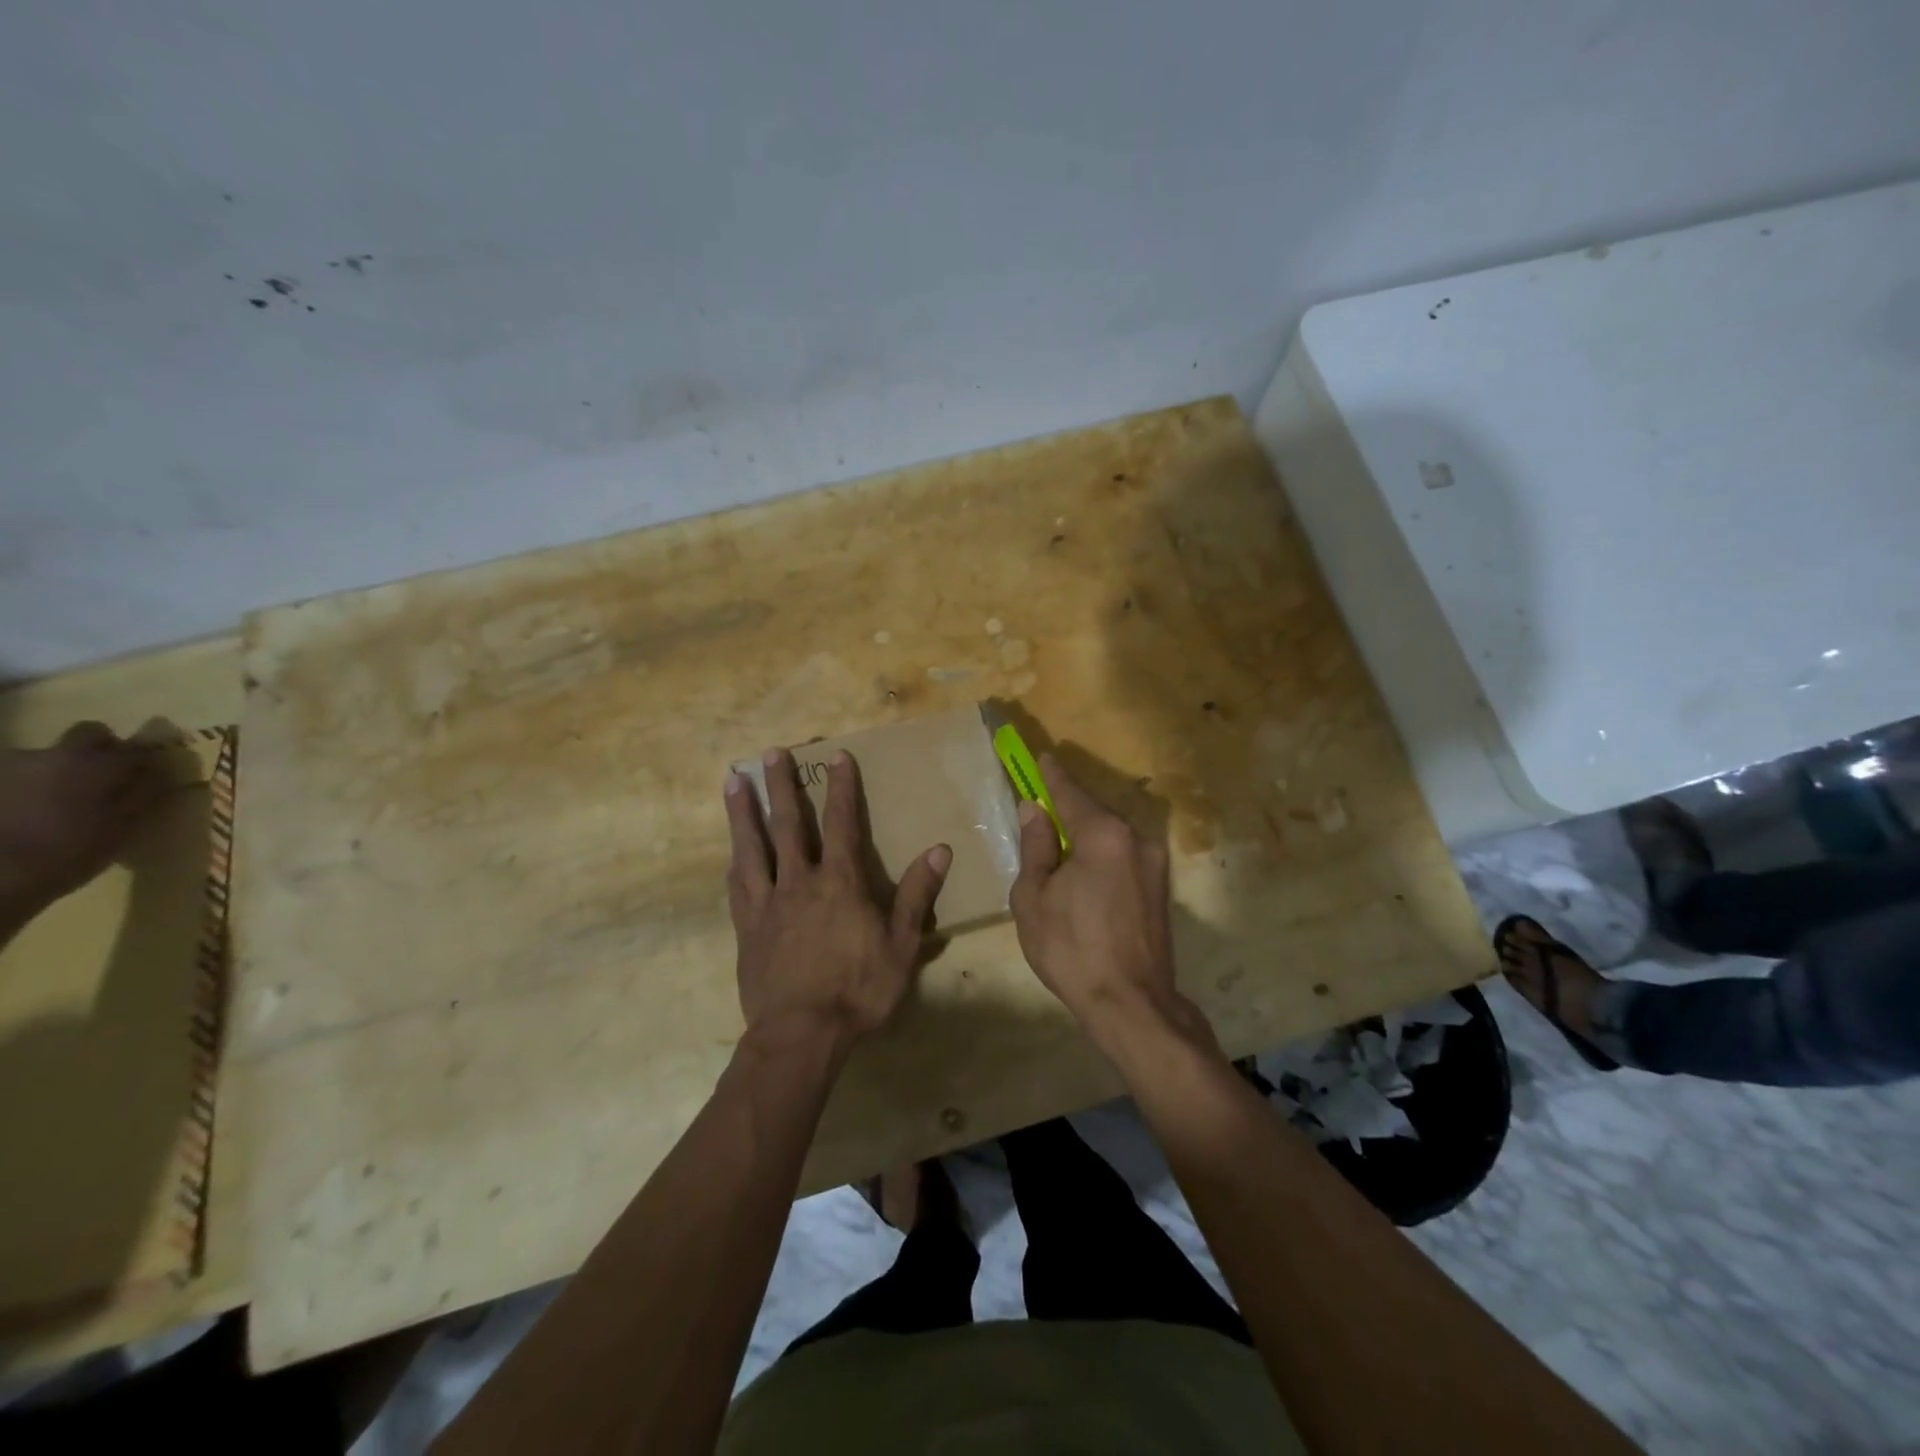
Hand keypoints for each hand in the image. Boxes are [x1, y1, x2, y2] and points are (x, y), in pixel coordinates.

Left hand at [0, 722, 172, 920]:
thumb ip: (145, 794)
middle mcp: (58, 754)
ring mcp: (15, 765)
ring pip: (54, 755)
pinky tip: (31, 809)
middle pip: (91, 734)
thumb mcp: (122, 828)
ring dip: (65, 769)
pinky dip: (33, 784)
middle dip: (105, 749)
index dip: (151, 757)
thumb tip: (165, 773)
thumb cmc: (69, 852)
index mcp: (99, 764)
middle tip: (111, 776)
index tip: (157, 773)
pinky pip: (23, 773)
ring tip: (65, 800)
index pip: (139, 747)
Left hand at [724, 748, 950, 1047]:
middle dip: (782, 786)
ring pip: (753, 847)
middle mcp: (800, 882)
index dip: (842, 789)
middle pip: (789, 825)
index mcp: (839, 883)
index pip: (842, 824)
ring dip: (744, 812)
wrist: (801, 1034)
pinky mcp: (748, 927)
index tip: (836, 757)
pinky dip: (736, 861)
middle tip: (770, 752)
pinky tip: (731, 851)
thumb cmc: (858, 990)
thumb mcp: (901, 945)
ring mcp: (768, 903)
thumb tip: (940, 849)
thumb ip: (917, 895)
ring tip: (733, 781)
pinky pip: (739, 885)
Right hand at [1010, 754, 1188, 1044]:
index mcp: (1103, 834)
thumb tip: (1034, 810)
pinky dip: (1102, 856)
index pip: (1071, 793)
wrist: (1131, 1003)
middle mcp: (1136, 839)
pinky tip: (1083, 874)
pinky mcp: (1160, 889)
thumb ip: (1036, 846)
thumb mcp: (1034, 896)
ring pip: (1111, 837)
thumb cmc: (1071, 948)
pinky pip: (1123, 857)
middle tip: (1042, 808)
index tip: (1041, 757)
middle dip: (1068, 808)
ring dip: (1086, 836)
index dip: (1051, 775)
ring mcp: (1154, 864)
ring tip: (1058, 848)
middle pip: (1094, 813)